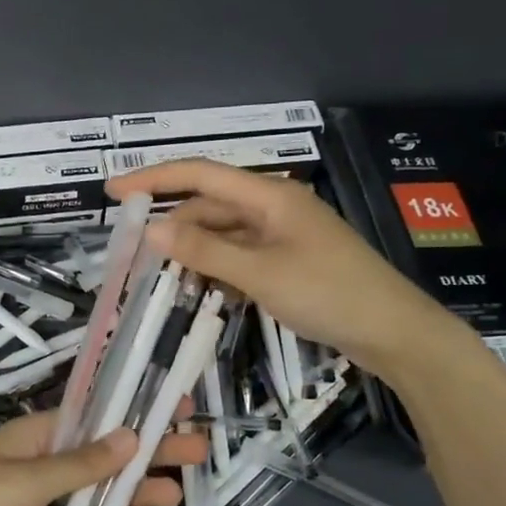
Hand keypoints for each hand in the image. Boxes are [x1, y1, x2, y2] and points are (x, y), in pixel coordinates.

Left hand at [0, 409, 209, 505]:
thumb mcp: (24, 481)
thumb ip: (80, 464)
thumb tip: (131, 436)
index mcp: (34, 436)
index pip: (93, 417)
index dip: (134, 411)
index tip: (176, 407)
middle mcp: (44, 463)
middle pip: (104, 453)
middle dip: (147, 452)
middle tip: (196, 451)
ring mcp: (46, 503)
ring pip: (101, 491)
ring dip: (136, 491)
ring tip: (175, 496)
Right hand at [107, 159, 456, 366]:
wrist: (392, 331)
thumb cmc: (328, 293)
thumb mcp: (260, 273)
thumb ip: (204, 250)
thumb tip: (152, 229)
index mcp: (269, 195)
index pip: (200, 175)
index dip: (154, 178)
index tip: (114, 192)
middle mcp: (273, 207)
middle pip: (209, 205)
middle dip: (171, 223)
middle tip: (132, 252)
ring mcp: (282, 235)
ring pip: (223, 232)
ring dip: (192, 249)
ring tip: (158, 275)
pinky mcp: (288, 260)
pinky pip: (240, 255)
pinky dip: (216, 266)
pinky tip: (198, 286)